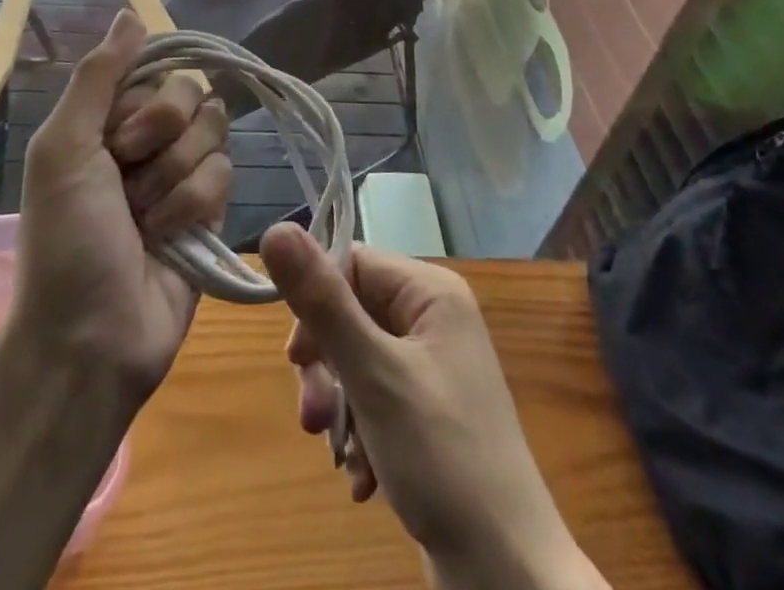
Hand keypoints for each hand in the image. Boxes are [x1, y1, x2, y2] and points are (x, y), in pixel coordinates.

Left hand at [14, 10, 230, 403]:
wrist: (91, 339)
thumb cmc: (66, 240)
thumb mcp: (63, 148)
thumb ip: (98, 76)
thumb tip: (132, 13)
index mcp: (108, 119)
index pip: (156, 69)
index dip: (146, 102)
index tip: (119, 140)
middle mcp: (146, 139)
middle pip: (191, 95)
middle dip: (162, 139)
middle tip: (128, 178)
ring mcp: (180, 173)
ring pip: (213, 133)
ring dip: (176, 179)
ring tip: (145, 220)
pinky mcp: (209, 209)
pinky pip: (225, 174)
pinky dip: (193, 206)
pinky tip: (168, 239)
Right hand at [261, 225, 605, 589]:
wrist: (510, 578)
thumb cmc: (442, 458)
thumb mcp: (372, 374)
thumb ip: (322, 301)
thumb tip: (273, 229)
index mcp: (431, 293)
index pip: (352, 264)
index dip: (316, 304)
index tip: (295, 359)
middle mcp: (435, 319)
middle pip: (352, 315)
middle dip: (326, 368)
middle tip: (312, 416)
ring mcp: (435, 368)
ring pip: (358, 363)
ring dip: (340, 409)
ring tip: (342, 455)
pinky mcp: (430, 415)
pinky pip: (377, 401)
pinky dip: (362, 436)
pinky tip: (365, 478)